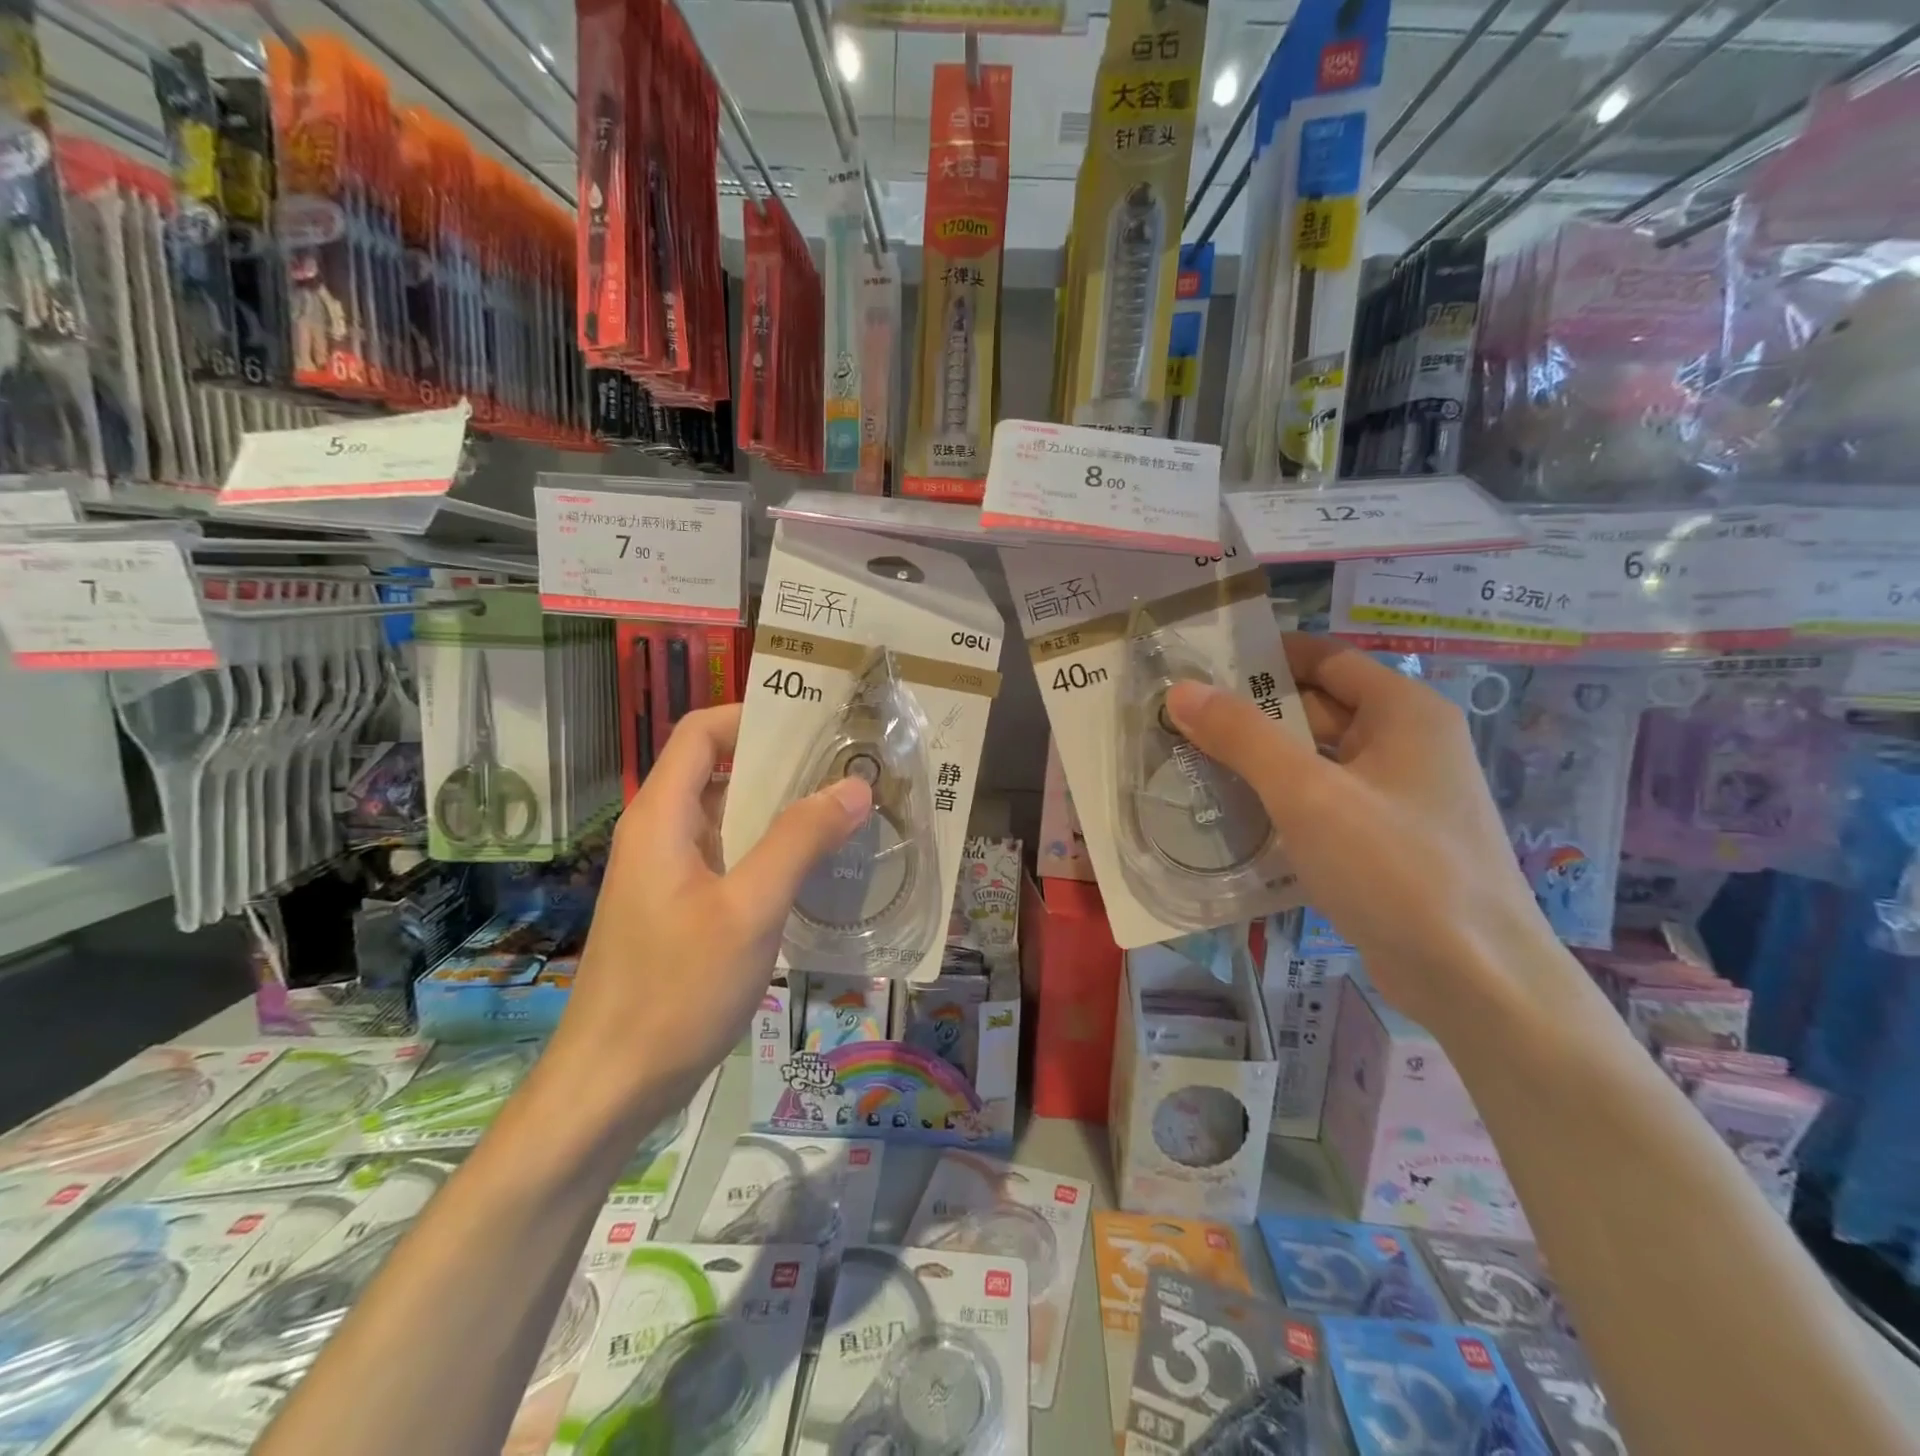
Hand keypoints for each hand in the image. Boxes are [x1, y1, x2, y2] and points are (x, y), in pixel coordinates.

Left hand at [558, 705, 871, 1119]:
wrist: (611, 1087)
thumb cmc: (675, 991)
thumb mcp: (748, 910)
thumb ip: (799, 841)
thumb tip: (854, 785)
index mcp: (662, 817)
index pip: (701, 732)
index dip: (752, 715)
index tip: (814, 721)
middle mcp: (661, 834)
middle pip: (719, 770)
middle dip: (782, 763)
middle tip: (848, 765)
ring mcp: (670, 875)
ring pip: (729, 819)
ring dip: (781, 810)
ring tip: (845, 809)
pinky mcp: (682, 911)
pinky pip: (731, 859)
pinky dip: (771, 852)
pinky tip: (816, 869)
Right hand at [1167, 636, 1561, 1036]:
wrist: (1474, 979)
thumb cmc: (1395, 868)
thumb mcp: (1308, 794)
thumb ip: (1242, 736)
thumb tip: (1181, 690)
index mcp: (1404, 712)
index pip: (1326, 658)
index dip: (1266, 657)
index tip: (1204, 668)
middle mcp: (1408, 743)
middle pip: (1319, 708)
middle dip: (1253, 714)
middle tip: (1183, 722)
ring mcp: (1400, 796)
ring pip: (1317, 760)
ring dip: (1262, 761)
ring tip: (1194, 764)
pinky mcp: (1388, 841)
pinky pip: (1326, 802)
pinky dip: (1283, 801)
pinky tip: (1236, 816)